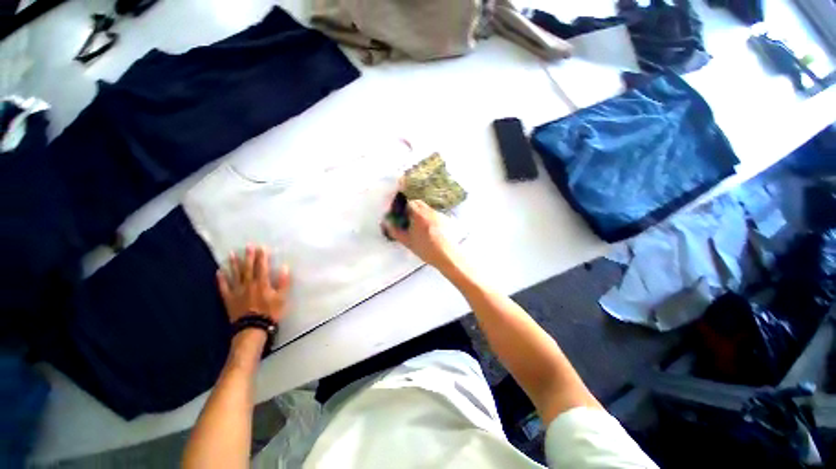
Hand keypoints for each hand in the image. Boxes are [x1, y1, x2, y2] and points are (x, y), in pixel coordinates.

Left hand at [217, 245, 290, 324]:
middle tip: (247, 246)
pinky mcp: (229, 299)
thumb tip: (285, 267)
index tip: (262, 247)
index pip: (262, 267)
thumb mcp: (282, 298)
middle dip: (248, 256)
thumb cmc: (270, 312)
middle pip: (248, 268)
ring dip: (233, 264)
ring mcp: (237, 291)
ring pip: (235, 275)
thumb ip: (284, 282)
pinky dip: (221, 280)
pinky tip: (219, 272)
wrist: (253, 328)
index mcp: (262, 283)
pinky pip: (224, 287)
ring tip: (230, 254)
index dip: (262, 257)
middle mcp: (249, 284)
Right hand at [382, 200, 458, 269]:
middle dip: (411, 207)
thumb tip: (386, 223)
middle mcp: (429, 211)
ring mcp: (439, 215)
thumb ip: (395, 231)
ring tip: (418, 225)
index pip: (409, 202)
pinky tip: (430, 229)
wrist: (446, 255)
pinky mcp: (447, 220)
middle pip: (419, 203)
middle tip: (407, 218)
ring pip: (427, 209)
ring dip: (421, 213)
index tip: (399, 213)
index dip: (402, 206)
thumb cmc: (425, 248)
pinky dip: (430, 218)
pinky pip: (435, 215)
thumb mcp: (407, 241)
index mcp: (419, 214)